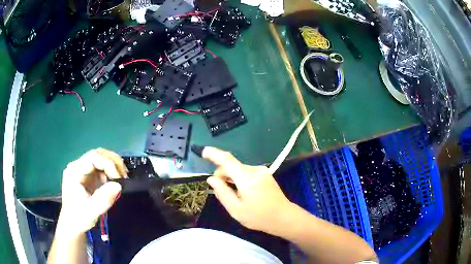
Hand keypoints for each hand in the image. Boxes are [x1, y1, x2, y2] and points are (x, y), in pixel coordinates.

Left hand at [58, 148, 127, 236]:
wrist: (72, 226)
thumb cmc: (79, 218)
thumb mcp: (91, 211)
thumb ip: (103, 199)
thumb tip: (119, 185)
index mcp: (74, 171)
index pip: (93, 157)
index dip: (108, 164)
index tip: (119, 179)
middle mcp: (78, 166)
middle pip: (97, 154)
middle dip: (113, 162)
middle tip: (125, 176)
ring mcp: (83, 170)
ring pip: (101, 159)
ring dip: (113, 166)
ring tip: (123, 178)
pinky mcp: (88, 176)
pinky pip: (101, 168)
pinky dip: (111, 172)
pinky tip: (116, 181)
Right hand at [202, 147, 292, 234]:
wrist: (284, 217)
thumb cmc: (259, 217)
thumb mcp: (236, 209)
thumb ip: (222, 192)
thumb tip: (211, 179)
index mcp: (246, 178)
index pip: (227, 160)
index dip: (214, 154)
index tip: (203, 151)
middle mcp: (255, 170)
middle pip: (232, 166)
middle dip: (222, 175)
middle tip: (220, 192)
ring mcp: (262, 171)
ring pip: (239, 170)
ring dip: (231, 178)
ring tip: (235, 196)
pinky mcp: (265, 174)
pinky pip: (246, 173)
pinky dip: (240, 179)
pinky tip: (243, 192)